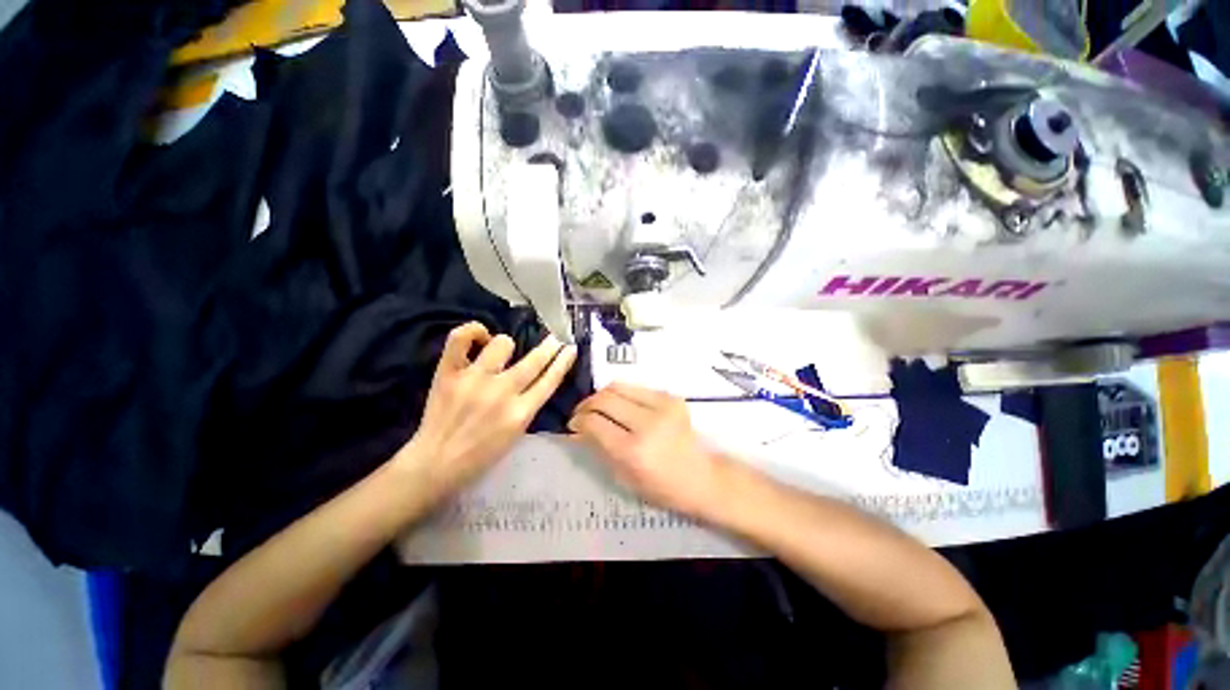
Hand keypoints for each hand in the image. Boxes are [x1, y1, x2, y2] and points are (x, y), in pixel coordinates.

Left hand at [399, 322, 576, 502]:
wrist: (436, 464)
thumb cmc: (480, 455)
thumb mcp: (516, 434)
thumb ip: (528, 406)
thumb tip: (535, 378)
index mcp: (521, 413)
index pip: (550, 380)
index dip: (563, 361)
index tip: (570, 348)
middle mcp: (501, 392)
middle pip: (534, 361)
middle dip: (549, 346)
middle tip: (554, 338)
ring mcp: (474, 380)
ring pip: (502, 344)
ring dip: (508, 345)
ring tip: (503, 350)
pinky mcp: (449, 373)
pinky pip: (461, 339)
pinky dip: (473, 331)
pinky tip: (481, 335)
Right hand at [568, 383, 729, 517]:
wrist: (703, 476)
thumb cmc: (663, 487)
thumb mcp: (625, 477)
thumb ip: (600, 448)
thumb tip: (578, 429)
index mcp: (634, 451)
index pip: (594, 423)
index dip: (578, 421)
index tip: (573, 424)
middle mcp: (647, 423)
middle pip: (604, 399)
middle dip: (586, 405)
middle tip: (582, 414)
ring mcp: (662, 406)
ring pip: (618, 386)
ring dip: (602, 395)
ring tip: (598, 406)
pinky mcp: (671, 397)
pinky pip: (636, 388)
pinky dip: (623, 394)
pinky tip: (621, 406)